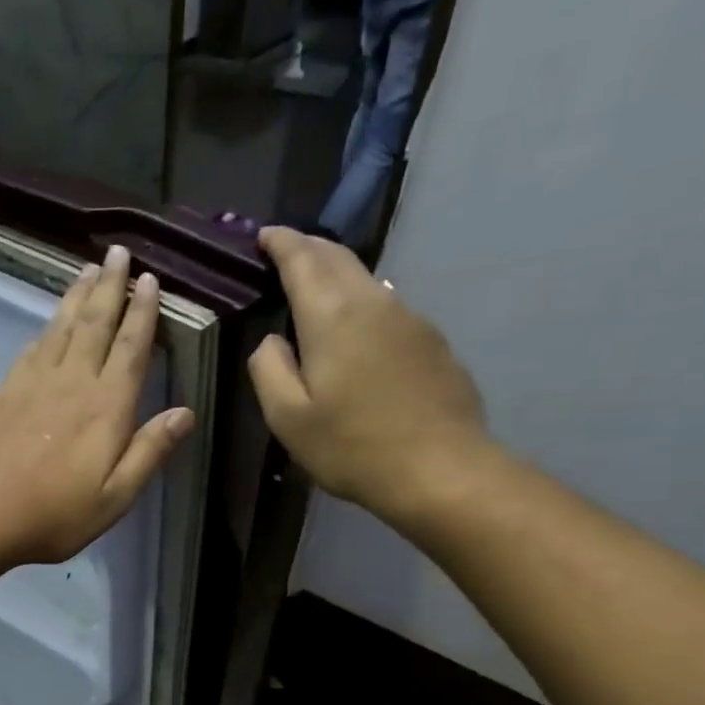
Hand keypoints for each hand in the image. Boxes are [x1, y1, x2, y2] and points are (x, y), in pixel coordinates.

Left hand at [0, 246, 194, 566]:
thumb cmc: (55, 515)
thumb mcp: (116, 496)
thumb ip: (149, 451)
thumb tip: (185, 413)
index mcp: (106, 407)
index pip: (130, 347)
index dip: (143, 312)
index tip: (149, 279)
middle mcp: (71, 382)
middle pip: (94, 323)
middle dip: (110, 286)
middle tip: (117, 252)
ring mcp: (31, 383)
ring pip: (60, 328)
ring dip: (76, 297)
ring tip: (87, 271)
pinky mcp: (2, 393)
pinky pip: (31, 349)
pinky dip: (45, 329)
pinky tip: (48, 325)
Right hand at [249, 227, 490, 524]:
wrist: (440, 469)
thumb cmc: (352, 447)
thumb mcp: (288, 418)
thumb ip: (268, 370)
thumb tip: (271, 341)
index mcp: (333, 316)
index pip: (303, 259)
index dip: (281, 242)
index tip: (264, 235)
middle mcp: (375, 302)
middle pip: (339, 258)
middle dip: (309, 248)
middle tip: (285, 252)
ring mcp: (411, 318)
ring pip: (367, 280)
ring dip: (337, 275)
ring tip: (316, 290)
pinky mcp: (432, 341)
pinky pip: (389, 307)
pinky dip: (363, 304)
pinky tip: (356, 332)